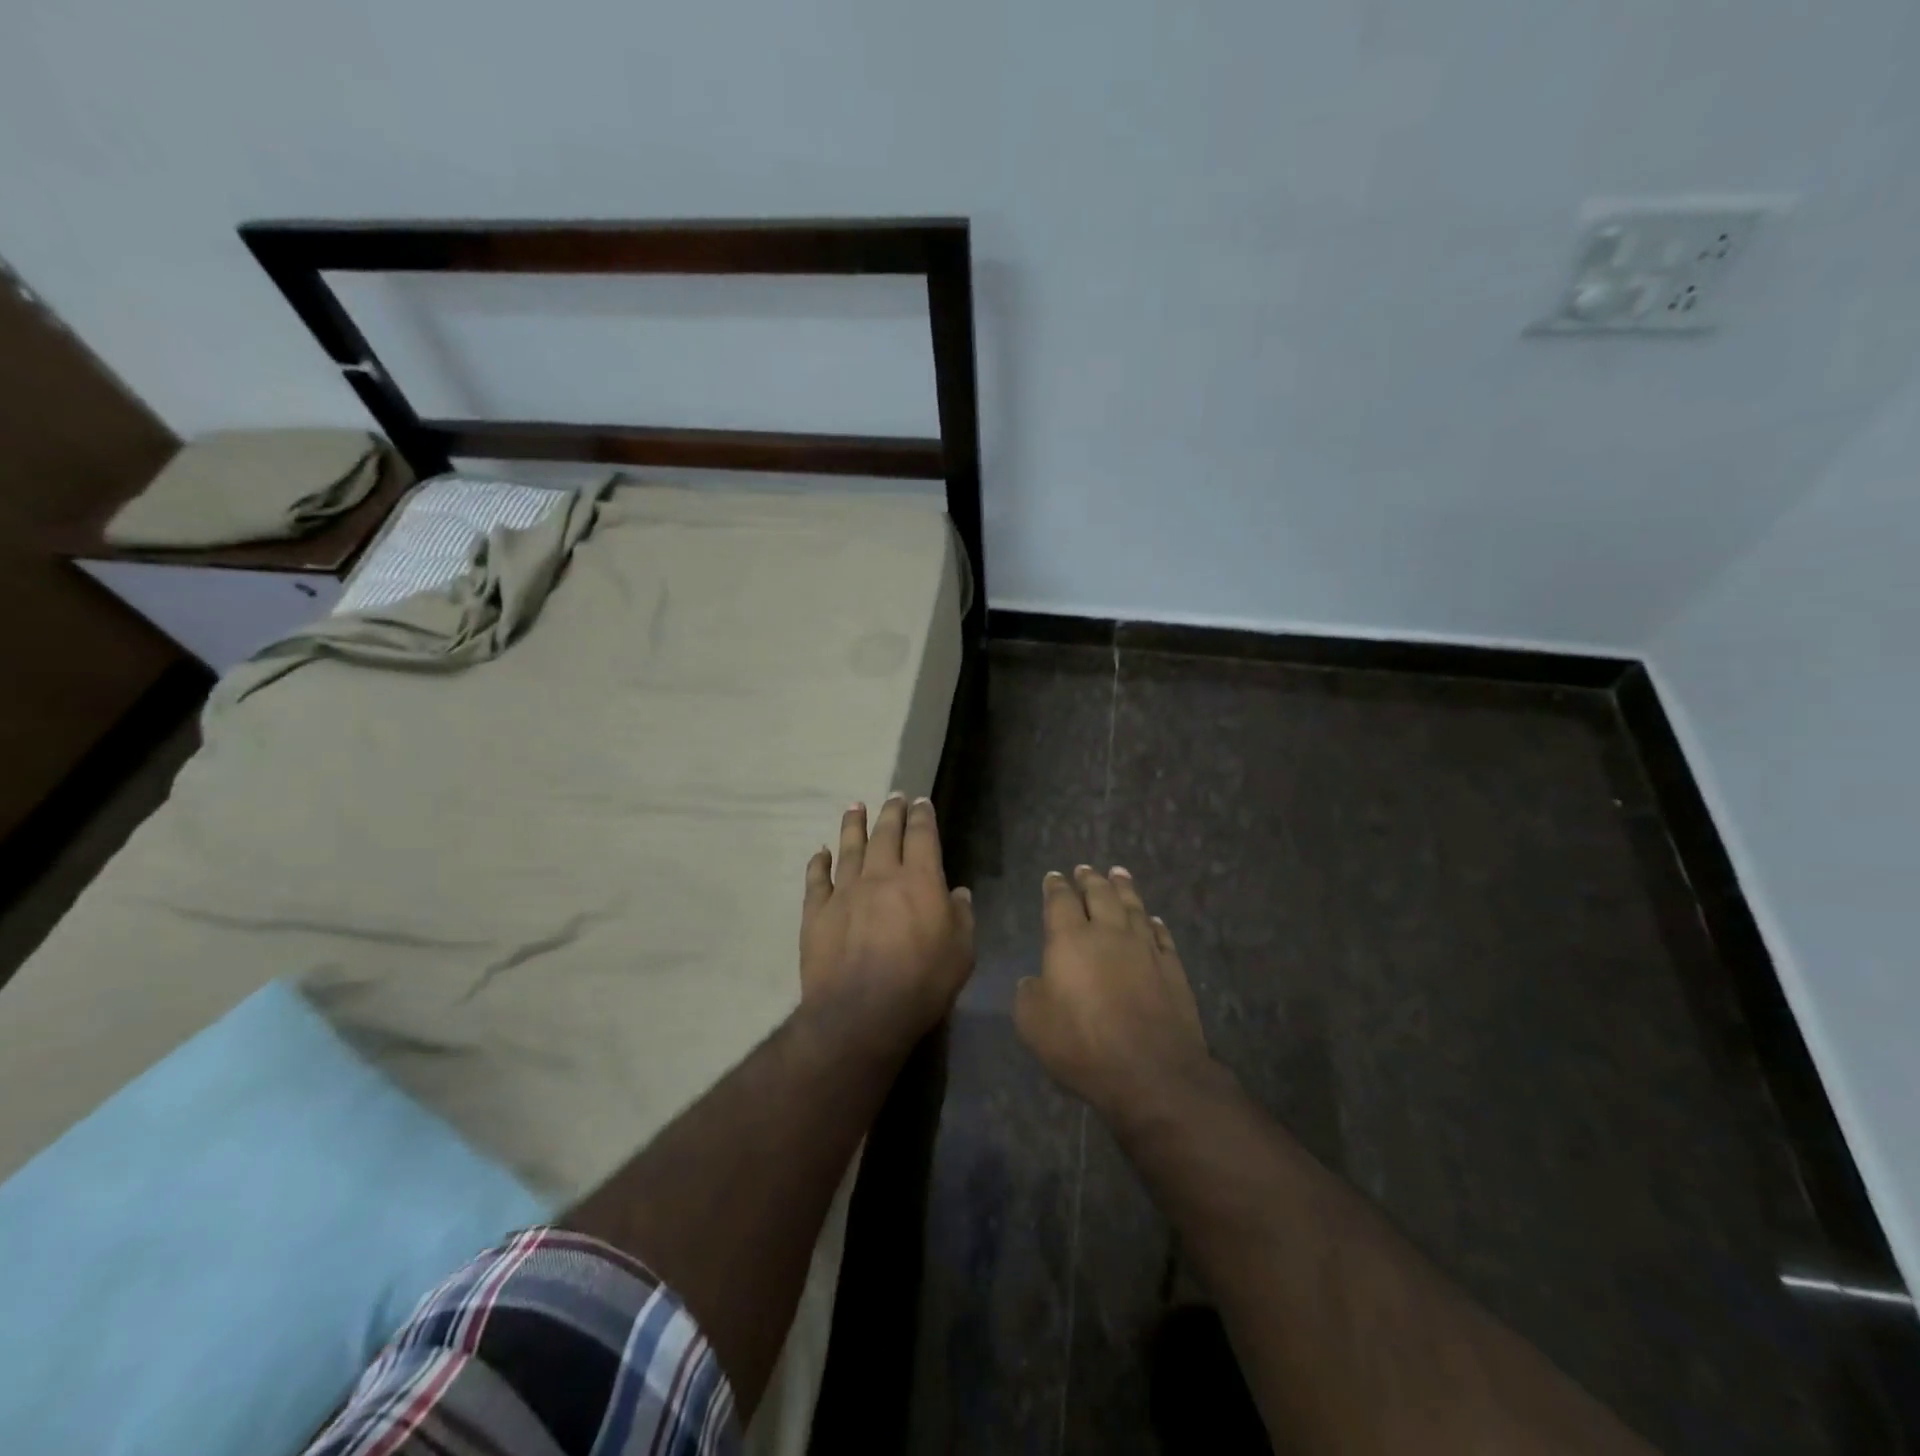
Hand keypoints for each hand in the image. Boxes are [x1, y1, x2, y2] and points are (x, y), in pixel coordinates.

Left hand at [800, 794, 974, 1053]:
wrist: (860, 1013)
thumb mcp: (961, 954)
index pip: (922, 836)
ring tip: (855, 806)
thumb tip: (957, 893)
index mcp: (919, 880)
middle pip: (885, 834)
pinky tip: (820, 852)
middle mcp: (881, 876)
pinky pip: (817, 879)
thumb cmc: (921, 984)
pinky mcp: (817, 912)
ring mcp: (845, 892)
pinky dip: (818, 863)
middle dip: (891, 812)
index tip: (920, 802)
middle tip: (893, 796)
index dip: (922, 816)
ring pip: (849, 848)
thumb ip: (961, 917)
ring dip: (853, 825)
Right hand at [1015, 866, 1214, 1122]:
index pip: (1060, 901)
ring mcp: (1145, 948)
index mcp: (1070, 940)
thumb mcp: (1034, 1025)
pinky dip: (1154, 923)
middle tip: (1085, 869)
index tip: (1054, 877)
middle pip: (1099, 894)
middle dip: (1090, 879)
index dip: (1055, 887)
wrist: (1152, 1071)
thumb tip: (1035, 981)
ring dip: (1124, 887)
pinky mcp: (1172, 968)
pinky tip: (1153, 919)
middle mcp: (1109, 932)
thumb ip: (1029, 994)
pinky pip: (1161, 935)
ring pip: (1133, 906)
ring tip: (1119, 873)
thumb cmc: (1083, 1045)